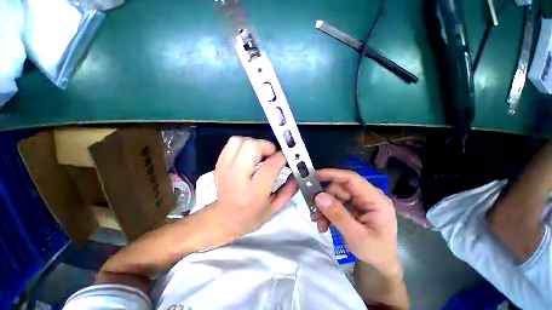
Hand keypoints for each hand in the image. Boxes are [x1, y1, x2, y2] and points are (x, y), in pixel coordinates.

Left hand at [209, 136, 298, 239]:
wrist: (224, 218)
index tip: (285, 158)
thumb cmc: (252, 216)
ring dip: (254, 144)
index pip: (272, 164)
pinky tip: (248, 155)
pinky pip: (232, 143)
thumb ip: (290, 189)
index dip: (282, 156)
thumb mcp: (275, 207)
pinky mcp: (219, 164)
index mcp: (255, 192)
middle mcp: (238, 178)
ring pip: (240, 141)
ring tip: (259, 155)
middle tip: (271, 155)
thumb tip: (299, 171)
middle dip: (267, 146)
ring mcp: (225, 169)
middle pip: (252, 146)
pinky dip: (243, 144)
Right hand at [312, 169, 401, 277]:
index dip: (333, 174)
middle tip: (314, 211)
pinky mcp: (353, 206)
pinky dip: (327, 212)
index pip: (352, 179)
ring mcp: (359, 201)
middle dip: (325, 198)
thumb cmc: (374, 252)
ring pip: (335, 195)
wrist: (378, 264)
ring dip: (324, 207)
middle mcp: (367, 196)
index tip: (315, 176)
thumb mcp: (356, 236)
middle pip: (340, 187)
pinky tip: (323, 224)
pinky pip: (335, 203)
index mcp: (376, 200)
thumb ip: (338, 216)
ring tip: (318, 222)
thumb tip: (319, 196)